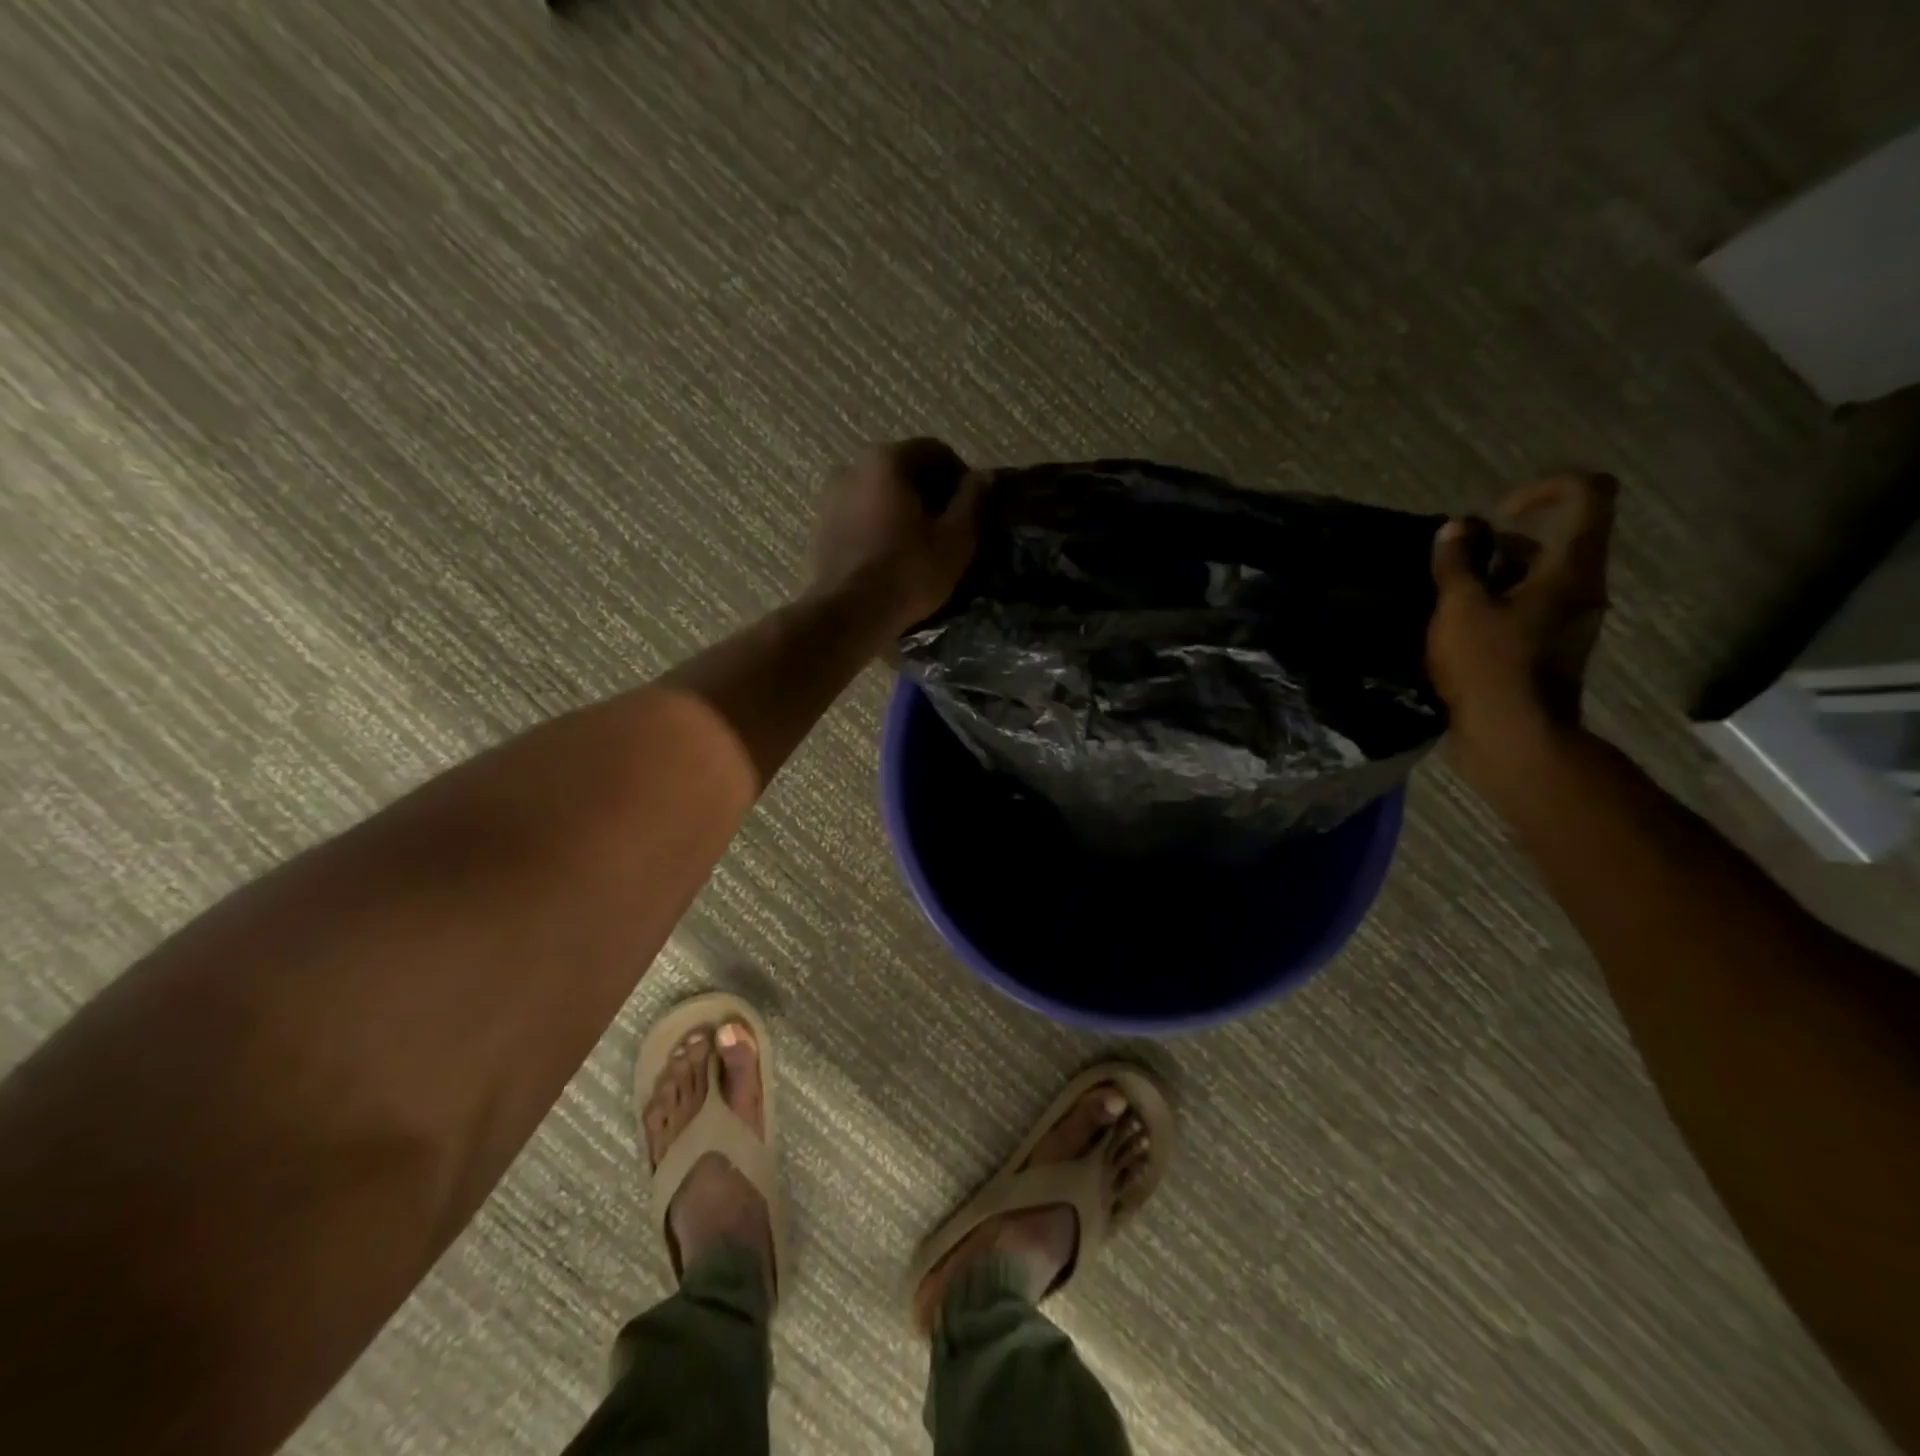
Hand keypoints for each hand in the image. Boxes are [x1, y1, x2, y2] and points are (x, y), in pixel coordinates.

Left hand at [810, 438, 985, 633]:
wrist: (848, 614)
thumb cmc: (908, 573)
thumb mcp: (955, 539)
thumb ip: (972, 501)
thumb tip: (983, 477)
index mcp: (888, 460)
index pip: (935, 451)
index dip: (960, 477)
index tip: (972, 509)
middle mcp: (854, 467)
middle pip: (904, 470)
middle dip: (930, 493)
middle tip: (949, 527)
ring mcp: (831, 497)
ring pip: (879, 494)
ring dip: (903, 510)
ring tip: (921, 544)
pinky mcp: (821, 528)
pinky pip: (860, 516)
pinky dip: (879, 526)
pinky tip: (892, 555)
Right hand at [1428, 473, 1617, 761]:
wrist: (1515, 736)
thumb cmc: (1489, 665)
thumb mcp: (1460, 608)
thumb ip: (1456, 564)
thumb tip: (1456, 528)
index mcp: (1571, 568)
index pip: (1587, 495)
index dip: (1543, 489)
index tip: (1496, 514)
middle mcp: (1582, 587)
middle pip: (1554, 539)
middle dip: (1499, 543)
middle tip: (1454, 566)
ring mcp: (1569, 620)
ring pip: (1537, 576)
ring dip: (1492, 576)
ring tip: (1446, 600)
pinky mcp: (1550, 647)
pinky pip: (1528, 607)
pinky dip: (1495, 604)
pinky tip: (1456, 628)